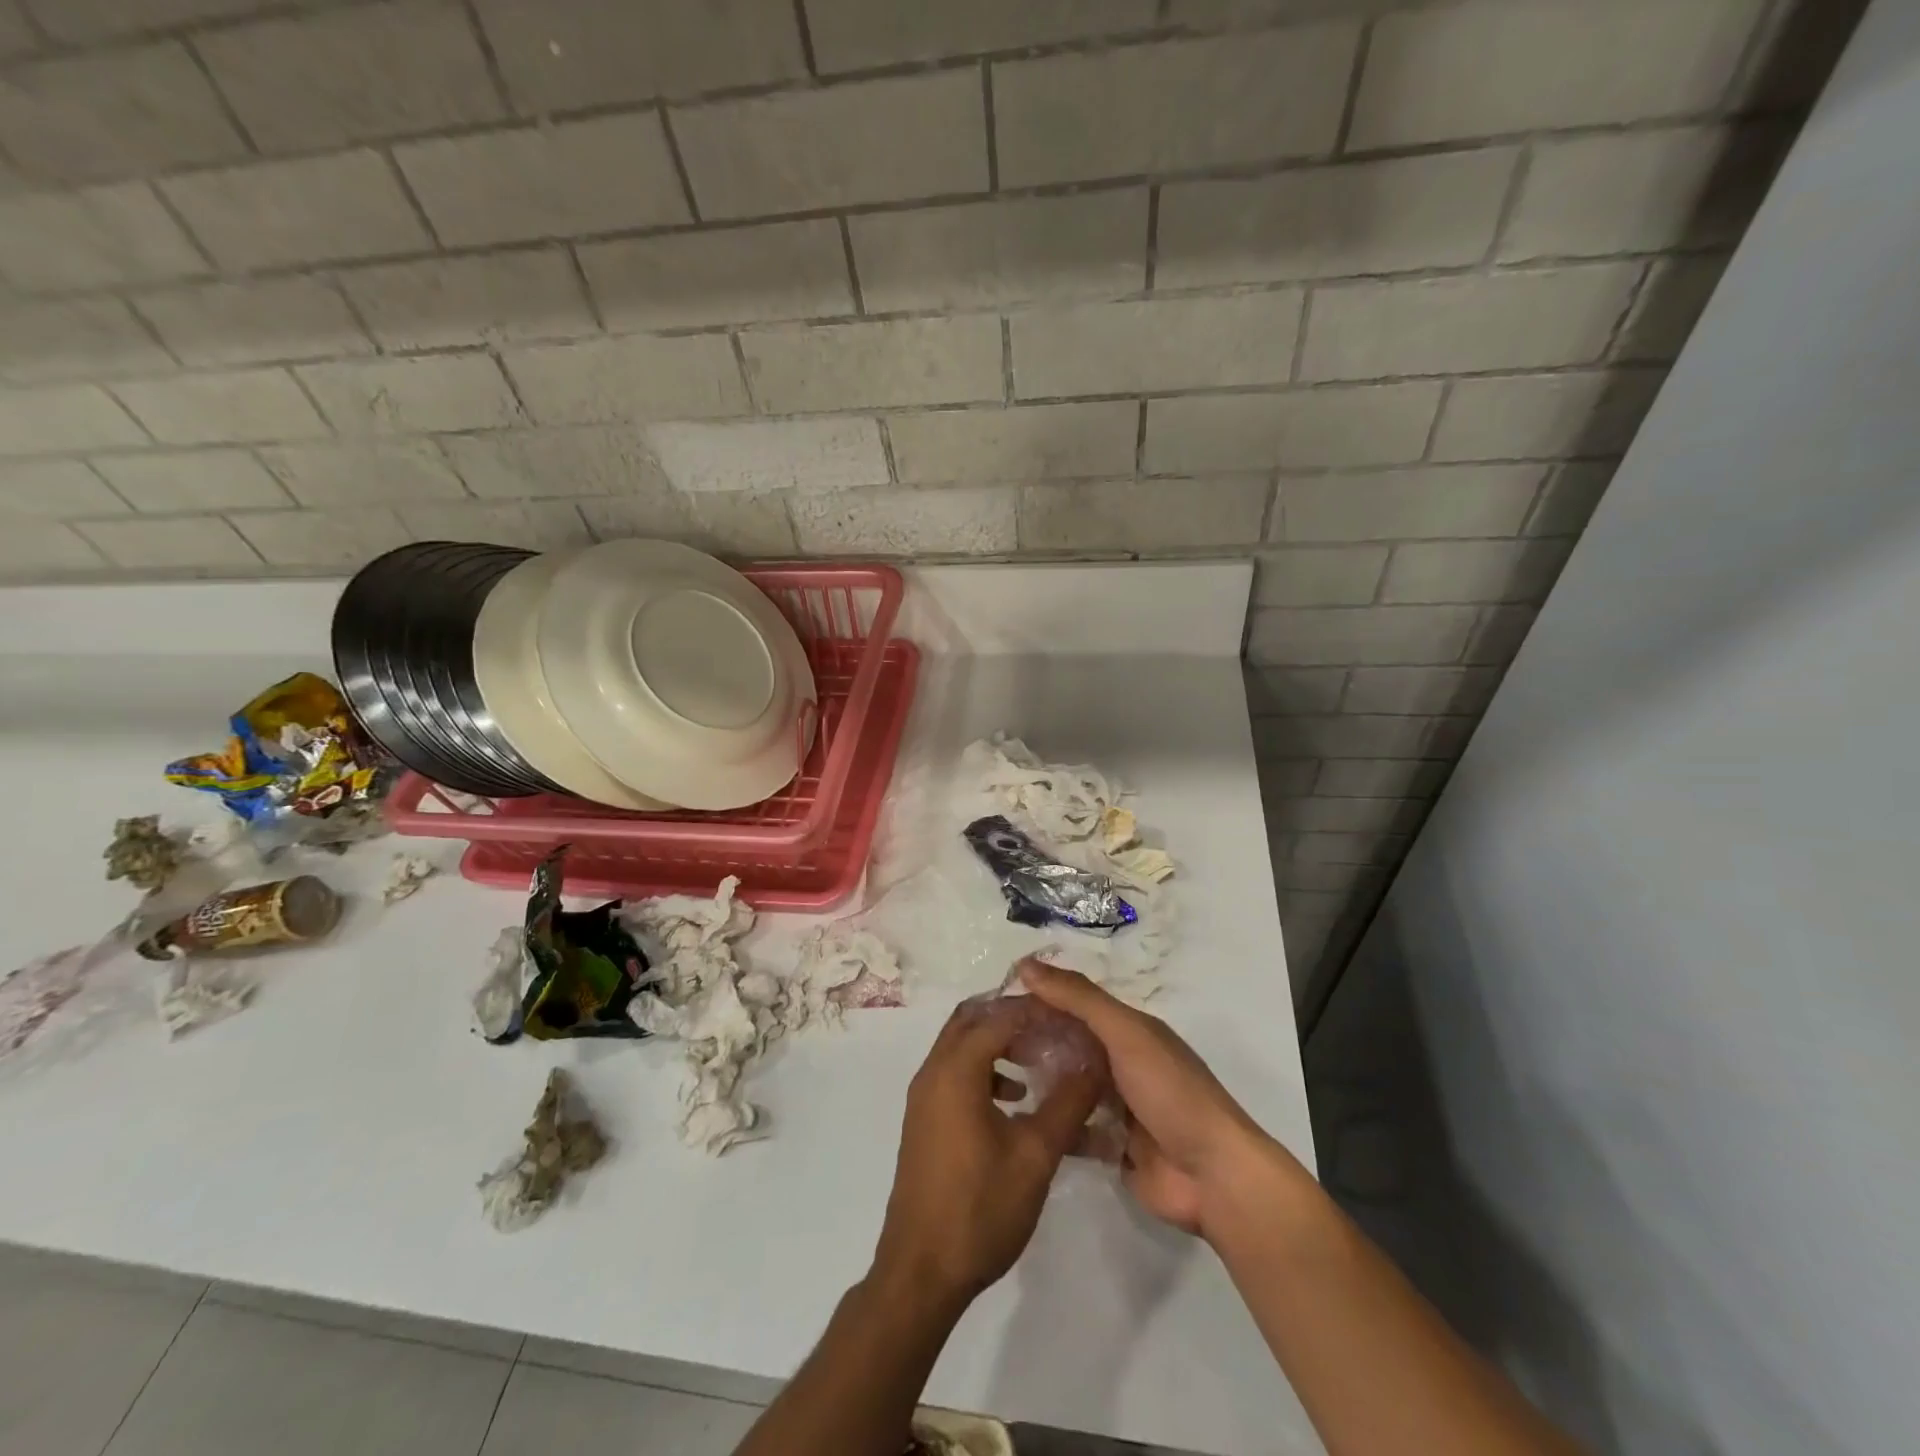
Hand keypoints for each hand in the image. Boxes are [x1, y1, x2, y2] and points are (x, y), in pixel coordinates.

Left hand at [872, 1002, 1102, 1309]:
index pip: (998, 1016)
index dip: (1035, 1011)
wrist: (921, 1272)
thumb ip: (1068, 1103)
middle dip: (1012, 1017)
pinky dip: (983, 1070)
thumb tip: (1094, 1063)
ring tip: (1039, 1060)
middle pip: (971, 1020)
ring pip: (960, 1046)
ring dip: (997, 1043)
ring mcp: (923, 1097)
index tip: (1070, 1015)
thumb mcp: (1035, 1156)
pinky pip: (954, 1073)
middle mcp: (933, 1072)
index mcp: (955, 1070)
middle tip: (1052, 1028)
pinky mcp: (924, 1120)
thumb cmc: (980, 1208)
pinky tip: (1015, 1099)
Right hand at [1018, 958, 1303, 1239]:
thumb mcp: (1125, 1033)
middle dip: (1034, 1041)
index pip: (1075, 1004)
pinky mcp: (1111, 1146)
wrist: (1213, 1176)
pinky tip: (1016, 1122)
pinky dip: (1051, 1123)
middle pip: (1069, 1044)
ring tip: (993, 1082)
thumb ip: (1079, 998)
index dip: (1039, 1000)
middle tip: (987, 1046)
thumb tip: (1026, 964)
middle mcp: (1121, 1062)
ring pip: (1069, 1085)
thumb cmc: (1170, 1092)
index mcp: (1129, 1030)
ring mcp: (1117, 1106)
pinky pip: (1073, 1128)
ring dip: (1040, 1081)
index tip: (994, 1004)